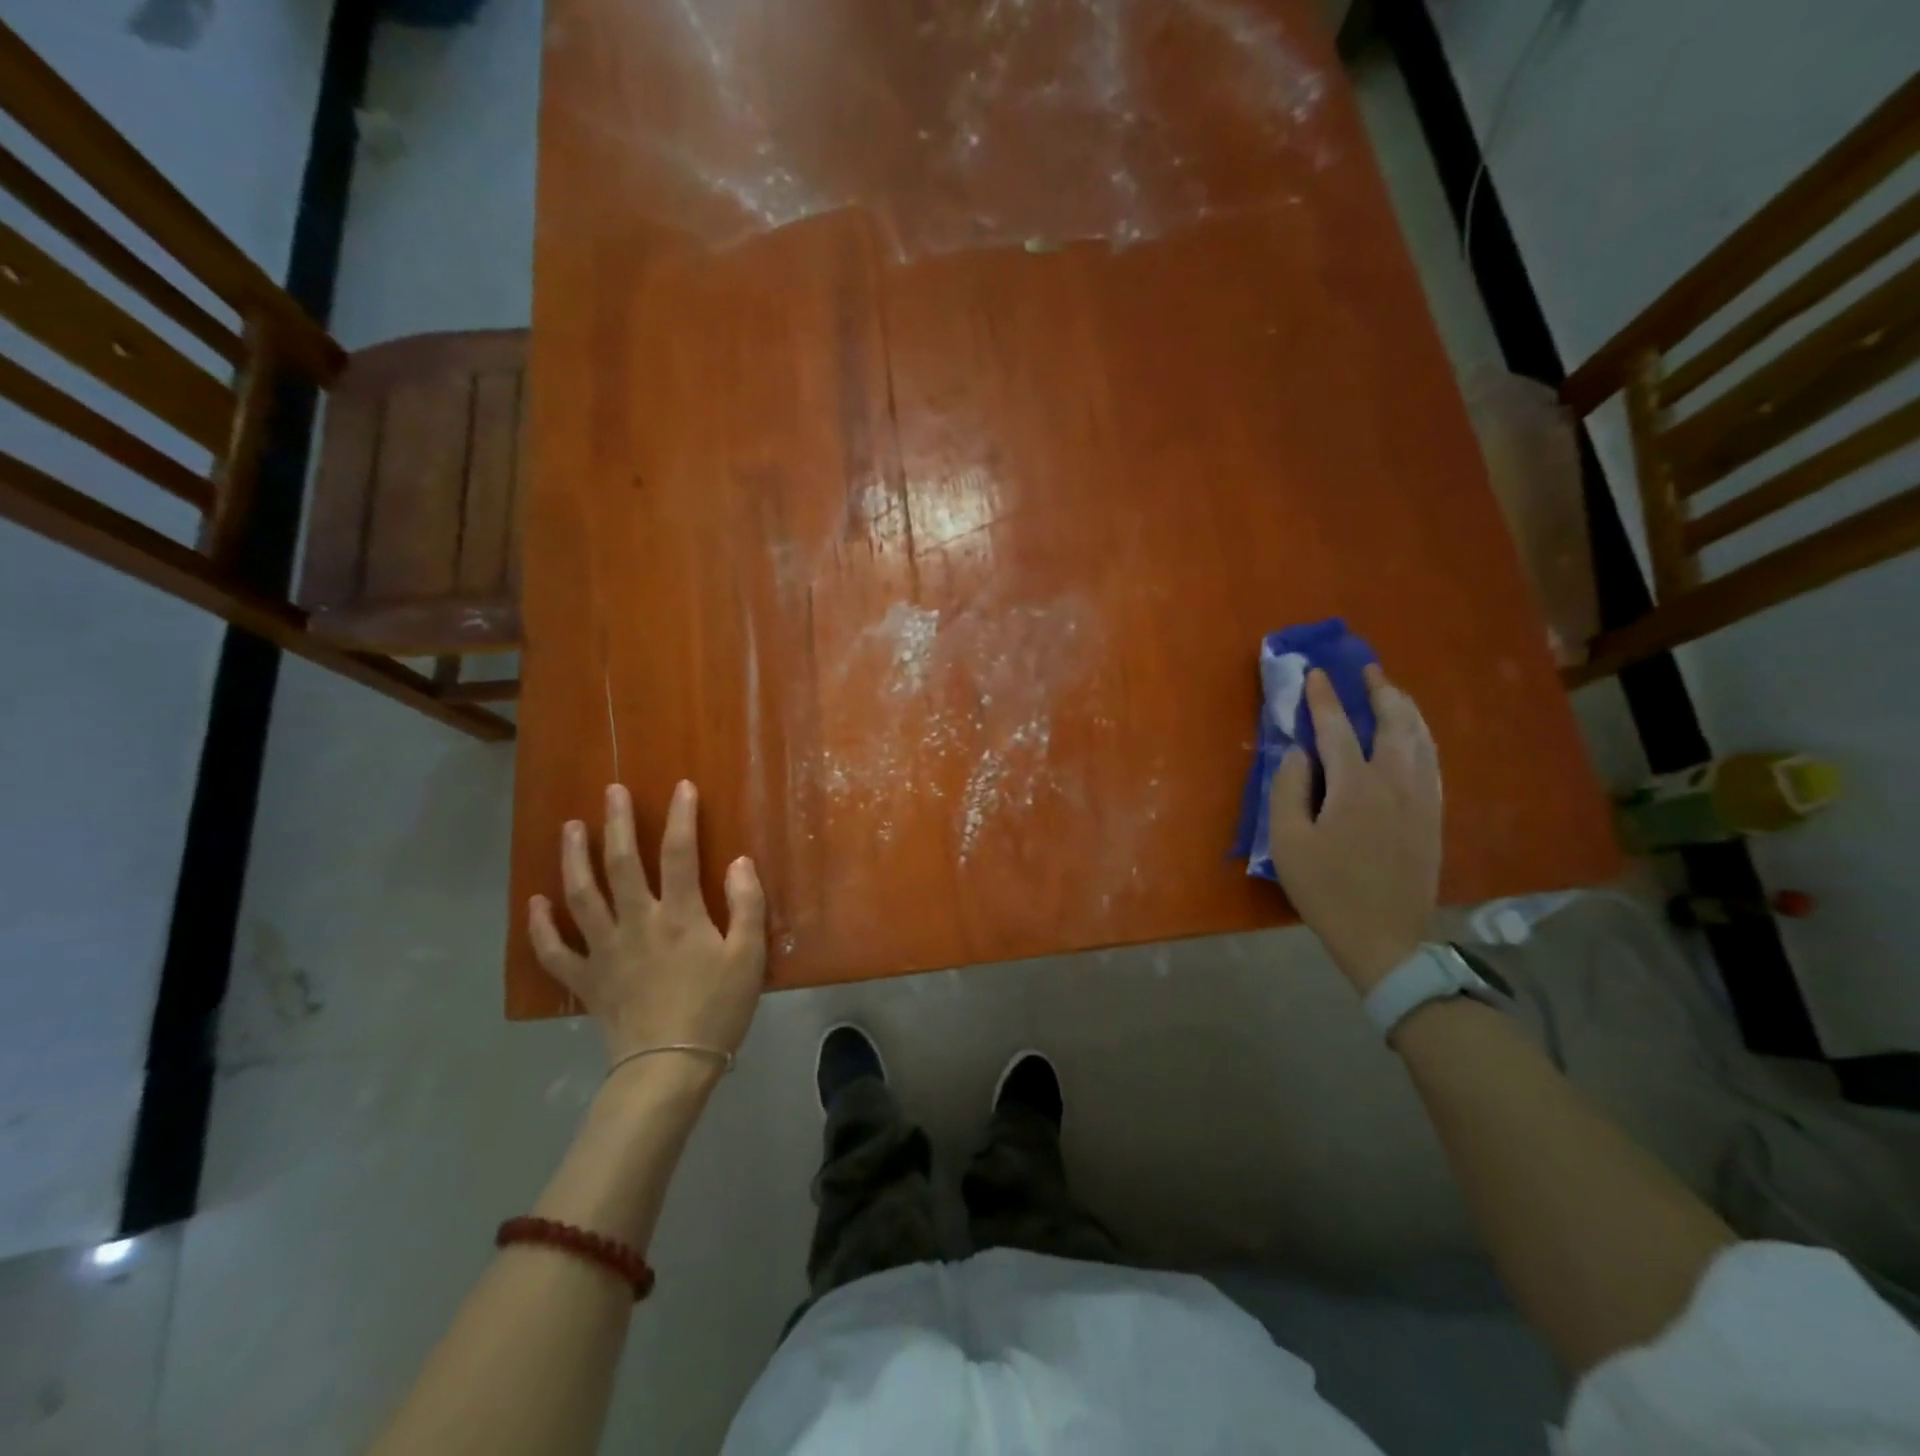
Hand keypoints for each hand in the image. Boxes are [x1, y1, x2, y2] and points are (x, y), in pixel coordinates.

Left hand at [529, 781, 767, 1065]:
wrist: (670, 1067)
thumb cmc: (717, 1009)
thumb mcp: (749, 956)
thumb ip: (746, 905)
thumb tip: (738, 861)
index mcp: (680, 916)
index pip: (680, 853)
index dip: (681, 817)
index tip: (682, 787)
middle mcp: (637, 922)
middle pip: (621, 864)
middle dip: (617, 824)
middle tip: (611, 791)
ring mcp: (605, 950)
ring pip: (582, 896)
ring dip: (574, 858)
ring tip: (570, 828)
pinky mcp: (586, 980)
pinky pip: (555, 951)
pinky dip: (541, 926)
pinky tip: (535, 902)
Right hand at [1269, 665, 1441, 993]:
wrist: (1385, 937)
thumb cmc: (1326, 890)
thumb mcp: (1287, 842)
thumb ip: (1288, 789)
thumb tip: (1298, 753)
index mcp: (1356, 786)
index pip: (1337, 728)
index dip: (1324, 698)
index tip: (1316, 672)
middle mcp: (1396, 782)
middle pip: (1394, 723)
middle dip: (1380, 691)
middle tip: (1368, 669)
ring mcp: (1422, 799)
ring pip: (1421, 739)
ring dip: (1406, 709)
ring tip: (1392, 692)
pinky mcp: (1433, 816)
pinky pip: (1433, 762)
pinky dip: (1422, 737)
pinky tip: (1415, 737)